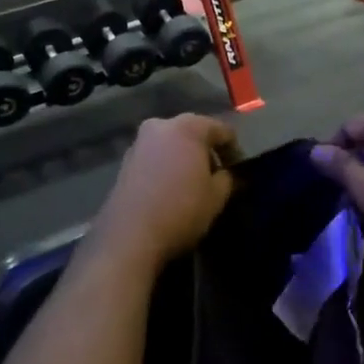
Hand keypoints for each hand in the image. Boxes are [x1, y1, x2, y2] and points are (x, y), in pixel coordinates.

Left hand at [90, 115, 238, 265]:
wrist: (129, 237)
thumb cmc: (181, 210)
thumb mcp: (217, 197)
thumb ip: (228, 178)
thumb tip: (227, 174)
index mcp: (187, 127)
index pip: (222, 130)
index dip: (234, 150)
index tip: (239, 171)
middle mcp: (160, 126)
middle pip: (194, 132)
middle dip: (207, 151)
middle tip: (217, 175)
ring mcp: (138, 143)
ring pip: (172, 144)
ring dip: (185, 159)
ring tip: (194, 184)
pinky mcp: (124, 162)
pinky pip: (155, 157)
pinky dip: (167, 167)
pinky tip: (171, 189)